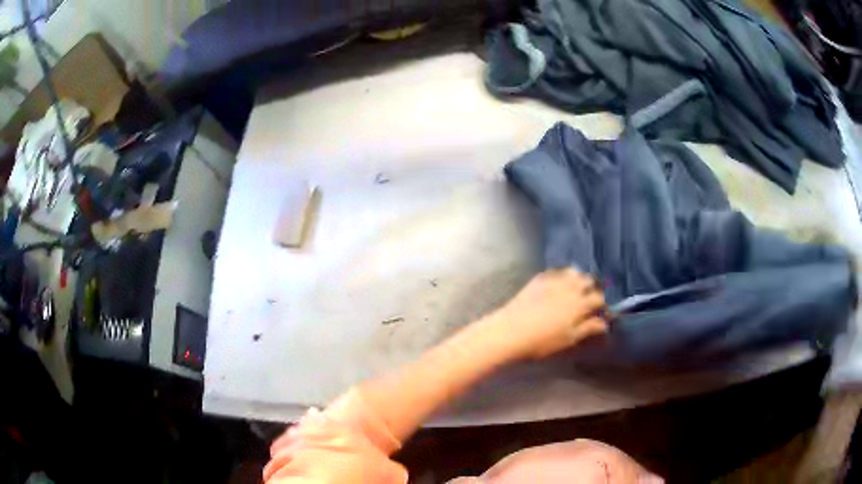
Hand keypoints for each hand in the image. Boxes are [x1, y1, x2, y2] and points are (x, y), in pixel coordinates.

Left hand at [488, 268, 607, 359]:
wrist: (510, 331)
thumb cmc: (542, 341)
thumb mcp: (569, 338)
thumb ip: (588, 328)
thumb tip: (604, 323)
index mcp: (580, 303)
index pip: (599, 298)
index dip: (602, 306)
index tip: (601, 313)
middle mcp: (570, 287)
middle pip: (588, 280)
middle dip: (591, 289)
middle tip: (588, 301)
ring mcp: (554, 280)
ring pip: (573, 272)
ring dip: (578, 279)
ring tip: (575, 290)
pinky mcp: (538, 279)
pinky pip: (556, 272)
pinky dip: (561, 276)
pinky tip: (558, 286)